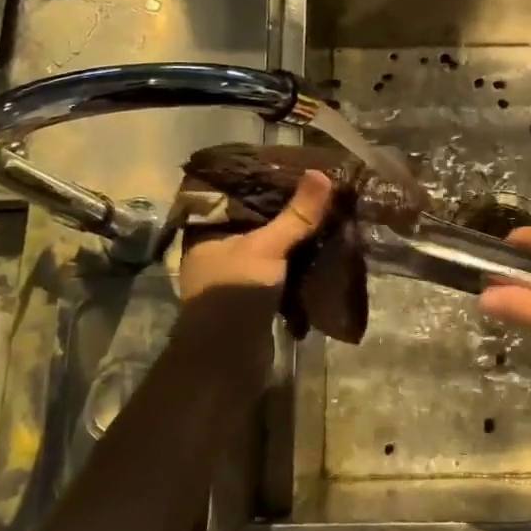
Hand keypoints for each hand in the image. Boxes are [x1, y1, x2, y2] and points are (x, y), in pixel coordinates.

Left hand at [180, 171, 332, 300]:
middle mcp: (216, 251)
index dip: (261, 182)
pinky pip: (278, 271)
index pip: (233, 196)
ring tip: (323, 216)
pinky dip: (296, 263)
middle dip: (284, 211)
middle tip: (316, 192)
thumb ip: (296, 215)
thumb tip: (321, 174)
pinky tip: (320, 250)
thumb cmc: (236, 292)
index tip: (291, 171)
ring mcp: (234, 277)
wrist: (227, 360)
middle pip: (254, 222)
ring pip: (268, 247)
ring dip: (292, 239)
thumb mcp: (267, 247)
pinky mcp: (252, 298)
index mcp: (207, 232)